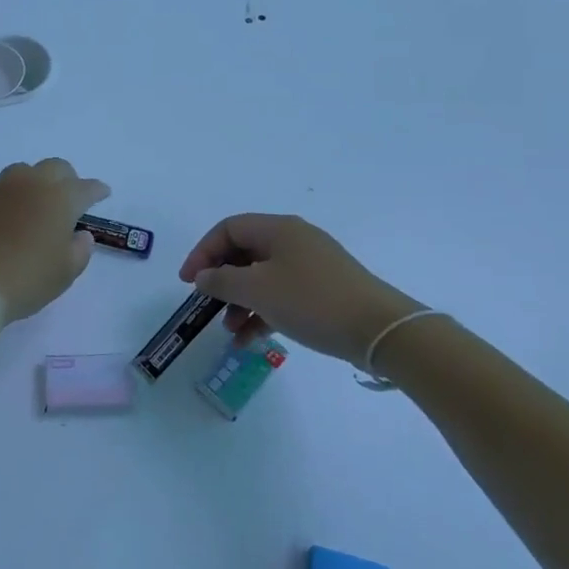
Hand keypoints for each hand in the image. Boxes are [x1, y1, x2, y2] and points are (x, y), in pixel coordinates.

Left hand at [0, 159, 110, 323]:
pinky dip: (6, 199)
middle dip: (67, 179)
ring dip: (34, 183)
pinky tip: (2, 219)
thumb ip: (80, 249)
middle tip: (68, 198)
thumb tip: (80, 235)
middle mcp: (30, 183)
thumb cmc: (26, 280)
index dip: (97, 191)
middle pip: (55, 167)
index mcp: (59, 198)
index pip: (86, 187)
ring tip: (32, 206)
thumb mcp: (65, 272)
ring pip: (22, 172)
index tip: (102, 194)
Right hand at [180, 213, 422, 364]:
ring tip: (229, 331)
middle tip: (206, 305)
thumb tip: (202, 277)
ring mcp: (311, 265)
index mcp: (278, 229)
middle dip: (221, 280)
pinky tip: (250, 339)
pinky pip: (282, 294)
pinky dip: (263, 312)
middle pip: (244, 252)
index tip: (188, 282)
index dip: (203, 252)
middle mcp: (294, 240)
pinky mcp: (324, 290)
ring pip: (262, 276)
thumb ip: (222, 282)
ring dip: (240, 301)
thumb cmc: (312, 301)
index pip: (228, 229)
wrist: (380, 330)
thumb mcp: (258, 291)